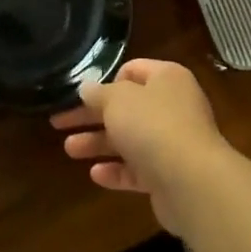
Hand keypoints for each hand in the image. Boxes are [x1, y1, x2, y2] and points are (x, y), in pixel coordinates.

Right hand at [50, 58, 238, 235]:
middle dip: (92, 115)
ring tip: (69, 150)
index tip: (82, 93)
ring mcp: (173, 142)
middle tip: (59, 122)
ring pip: (129, 139)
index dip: (107, 80)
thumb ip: (99, 94)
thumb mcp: (117, 100)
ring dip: (99, 143)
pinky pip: (138, 169)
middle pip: (126, 107)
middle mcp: (173, 106)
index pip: (134, 70)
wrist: (191, 181)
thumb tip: (86, 88)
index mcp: (167, 78)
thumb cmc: (153, 125)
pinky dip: (117, 171)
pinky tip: (94, 174)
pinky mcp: (169, 175)